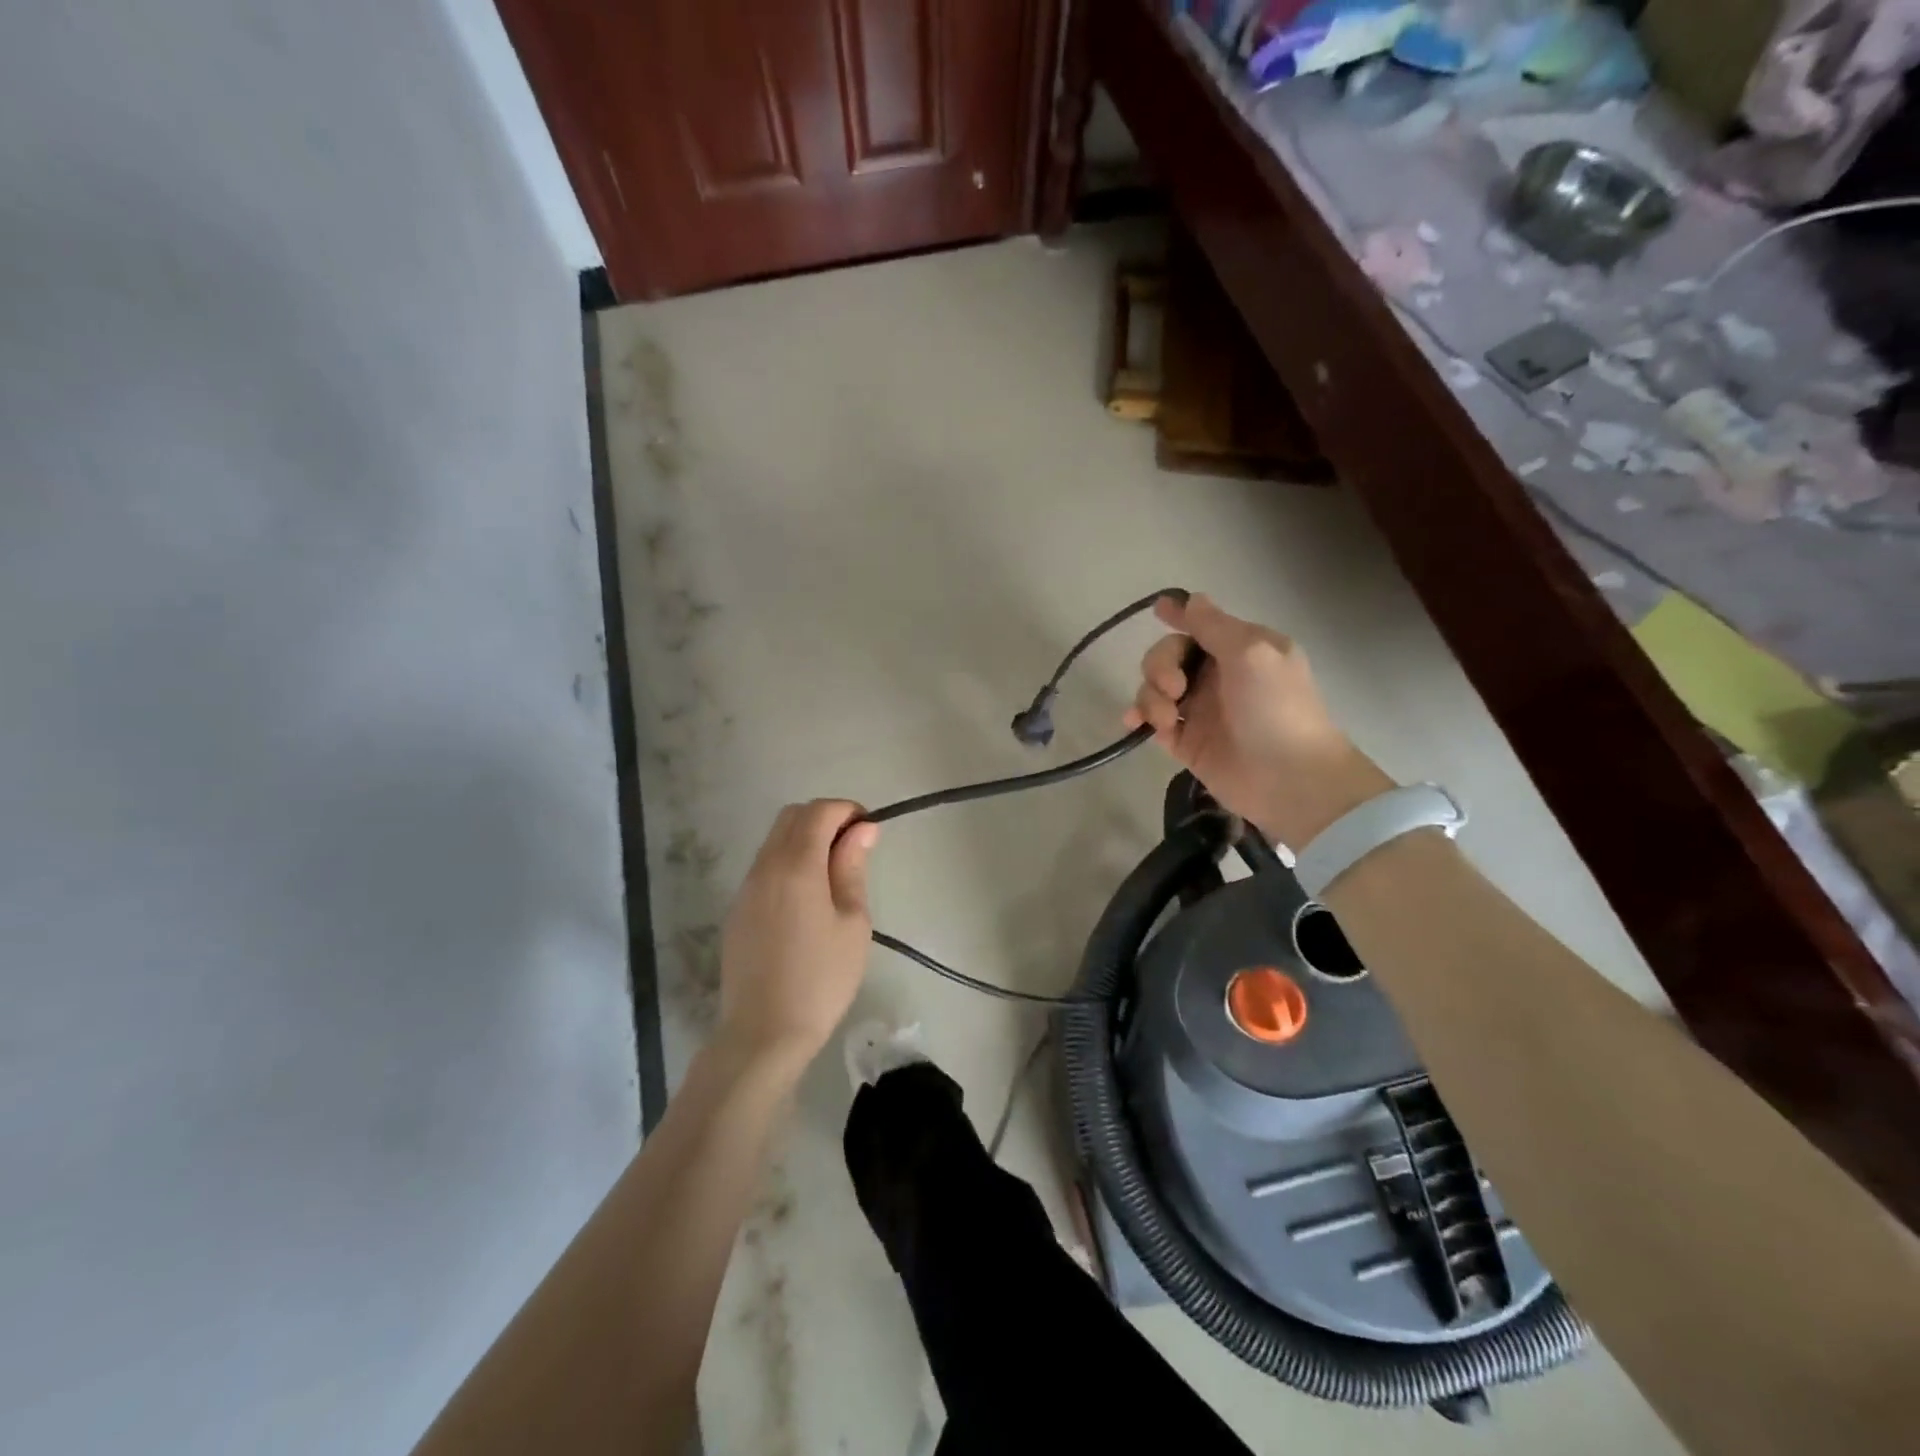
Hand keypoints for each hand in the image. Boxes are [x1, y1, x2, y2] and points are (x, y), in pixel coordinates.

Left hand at [718, 800, 879, 1070]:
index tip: (869, 831)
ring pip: (775, 840)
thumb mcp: (852, 922)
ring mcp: (746, 888)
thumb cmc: (821, 978)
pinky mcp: (737, 909)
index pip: (819, 811)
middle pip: (791, 817)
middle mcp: (765, 867)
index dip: (847, 810)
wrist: (764, 1033)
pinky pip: (764, 867)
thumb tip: (862, 829)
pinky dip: (788, 863)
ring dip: (805, 840)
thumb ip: (852, 868)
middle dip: (825, 819)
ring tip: (833, 876)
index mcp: (796, 865)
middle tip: (853, 849)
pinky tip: (807, 899)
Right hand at [1124, 593, 1393, 847]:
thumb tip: (1190, 599)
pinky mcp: (1185, 742)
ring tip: (1164, 718)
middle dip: (1161, 666)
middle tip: (1175, 689)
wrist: (1289, 779)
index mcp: (1240, 649)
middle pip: (1168, 655)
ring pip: (1155, 688)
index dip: (1178, 617)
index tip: (1157, 611)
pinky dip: (1140, 717)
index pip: (1200, 625)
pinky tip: (1134, 724)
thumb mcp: (1252, 652)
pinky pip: (1152, 720)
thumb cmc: (1276, 708)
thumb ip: (1215, 625)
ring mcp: (1199, 710)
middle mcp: (1217, 675)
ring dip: (1150, 696)